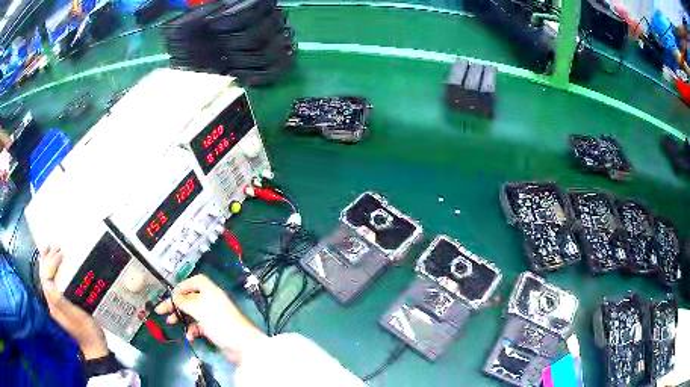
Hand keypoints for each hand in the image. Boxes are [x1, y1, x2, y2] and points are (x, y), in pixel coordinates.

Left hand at [39, 246, 107, 359]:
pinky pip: (54, 283)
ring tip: (51, 250)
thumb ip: (59, 301)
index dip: (51, 263)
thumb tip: (46, 282)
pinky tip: (58, 268)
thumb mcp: (75, 317)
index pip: (46, 277)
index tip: (61, 253)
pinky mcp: (63, 305)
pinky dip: (53, 271)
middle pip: (44, 276)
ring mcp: (57, 305)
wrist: (95, 347)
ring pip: (47, 279)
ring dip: (48, 263)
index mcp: (53, 304)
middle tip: (54, 245)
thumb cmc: (86, 331)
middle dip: (47, 259)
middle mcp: (52, 303)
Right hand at [155, 275, 265, 363]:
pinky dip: (192, 330)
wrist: (242, 346)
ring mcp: (213, 316)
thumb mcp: (200, 309)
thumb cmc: (221, 323)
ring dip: (181, 317)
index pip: (196, 281)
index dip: (183, 286)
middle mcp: (211, 301)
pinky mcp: (214, 329)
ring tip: (171, 322)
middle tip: (161, 311)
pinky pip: (198, 326)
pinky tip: (190, 336)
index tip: (172, 294)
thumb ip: (185, 301)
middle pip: (190, 298)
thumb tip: (174, 296)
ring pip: (192, 313)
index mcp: (211, 292)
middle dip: (176, 304)